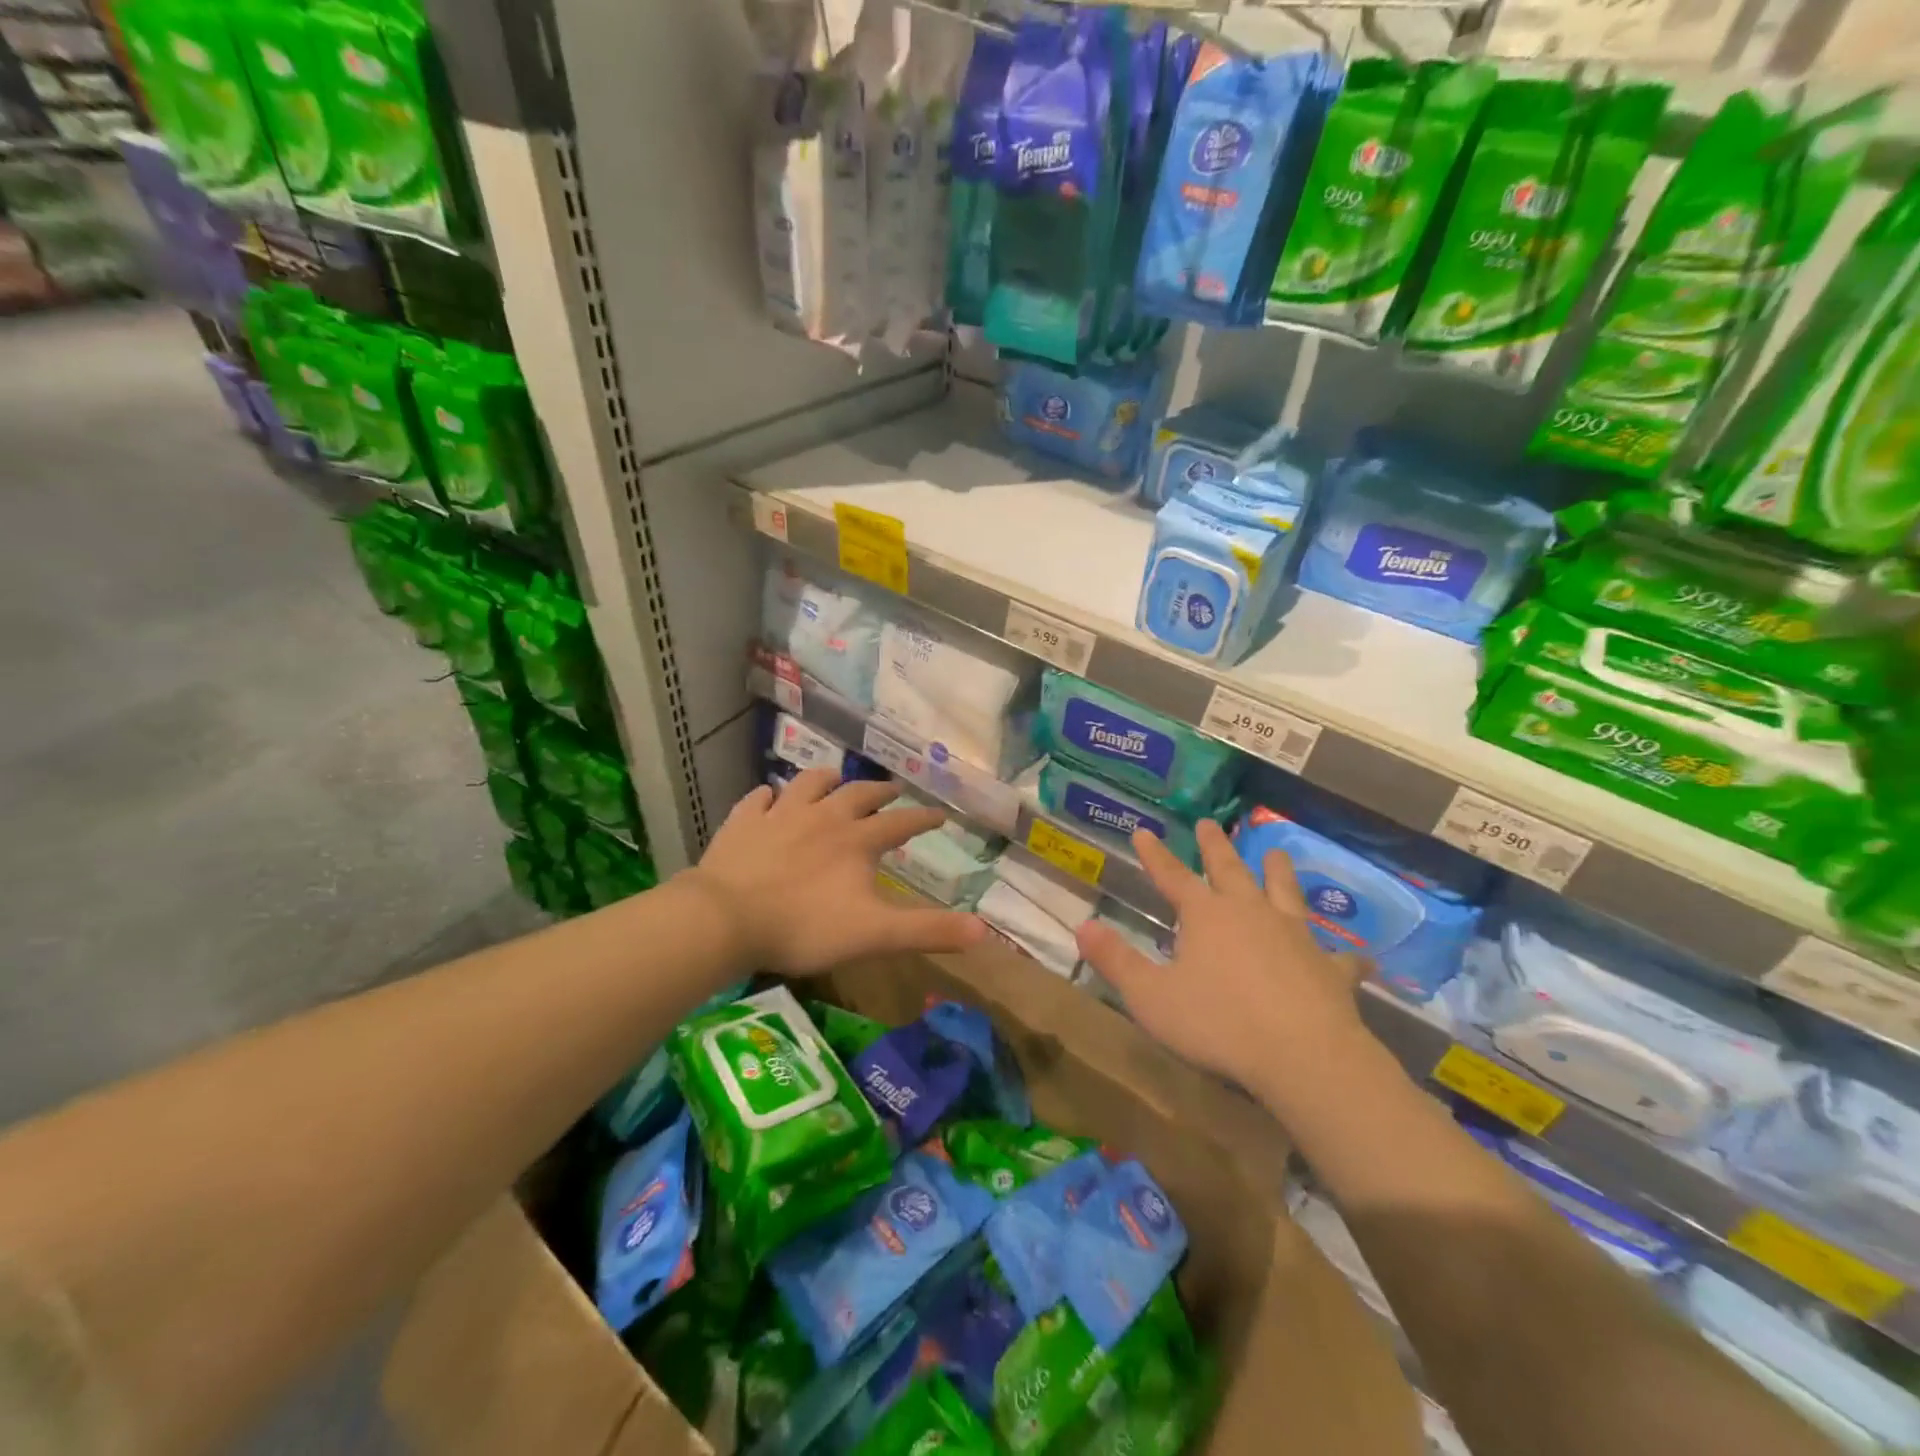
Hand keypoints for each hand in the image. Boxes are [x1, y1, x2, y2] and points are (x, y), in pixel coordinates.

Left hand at [685, 769, 986, 974]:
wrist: (727, 918)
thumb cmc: (805, 927)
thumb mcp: (875, 934)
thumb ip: (928, 931)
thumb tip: (985, 931)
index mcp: (856, 840)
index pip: (900, 823)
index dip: (922, 819)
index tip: (940, 814)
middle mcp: (823, 817)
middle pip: (858, 794)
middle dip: (879, 792)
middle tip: (892, 791)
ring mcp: (780, 816)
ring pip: (808, 784)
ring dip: (826, 780)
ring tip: (834, 779)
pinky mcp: (743, 823)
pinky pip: (758, 800)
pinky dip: (768, 796)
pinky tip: (768, 797)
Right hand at [1074, 819, 1371, 1097]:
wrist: (1303, 1056)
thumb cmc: (1218, 1024)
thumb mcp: (1150, 996)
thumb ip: (1115, 961)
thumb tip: (1082, 926)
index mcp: (1206, 916)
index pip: (1173, 876)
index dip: (1155, 855)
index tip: (1144, 830)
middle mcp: (1250, 913)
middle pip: (1230, 870)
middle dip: (1215, 846)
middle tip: (1209, 823)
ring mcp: (1294, 937)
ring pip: (1285, 893)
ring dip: (1278, 872)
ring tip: (1276, 852)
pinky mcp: (1329, 969)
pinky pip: (1339, 958)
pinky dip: (1344, 956)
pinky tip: (1356, 957)